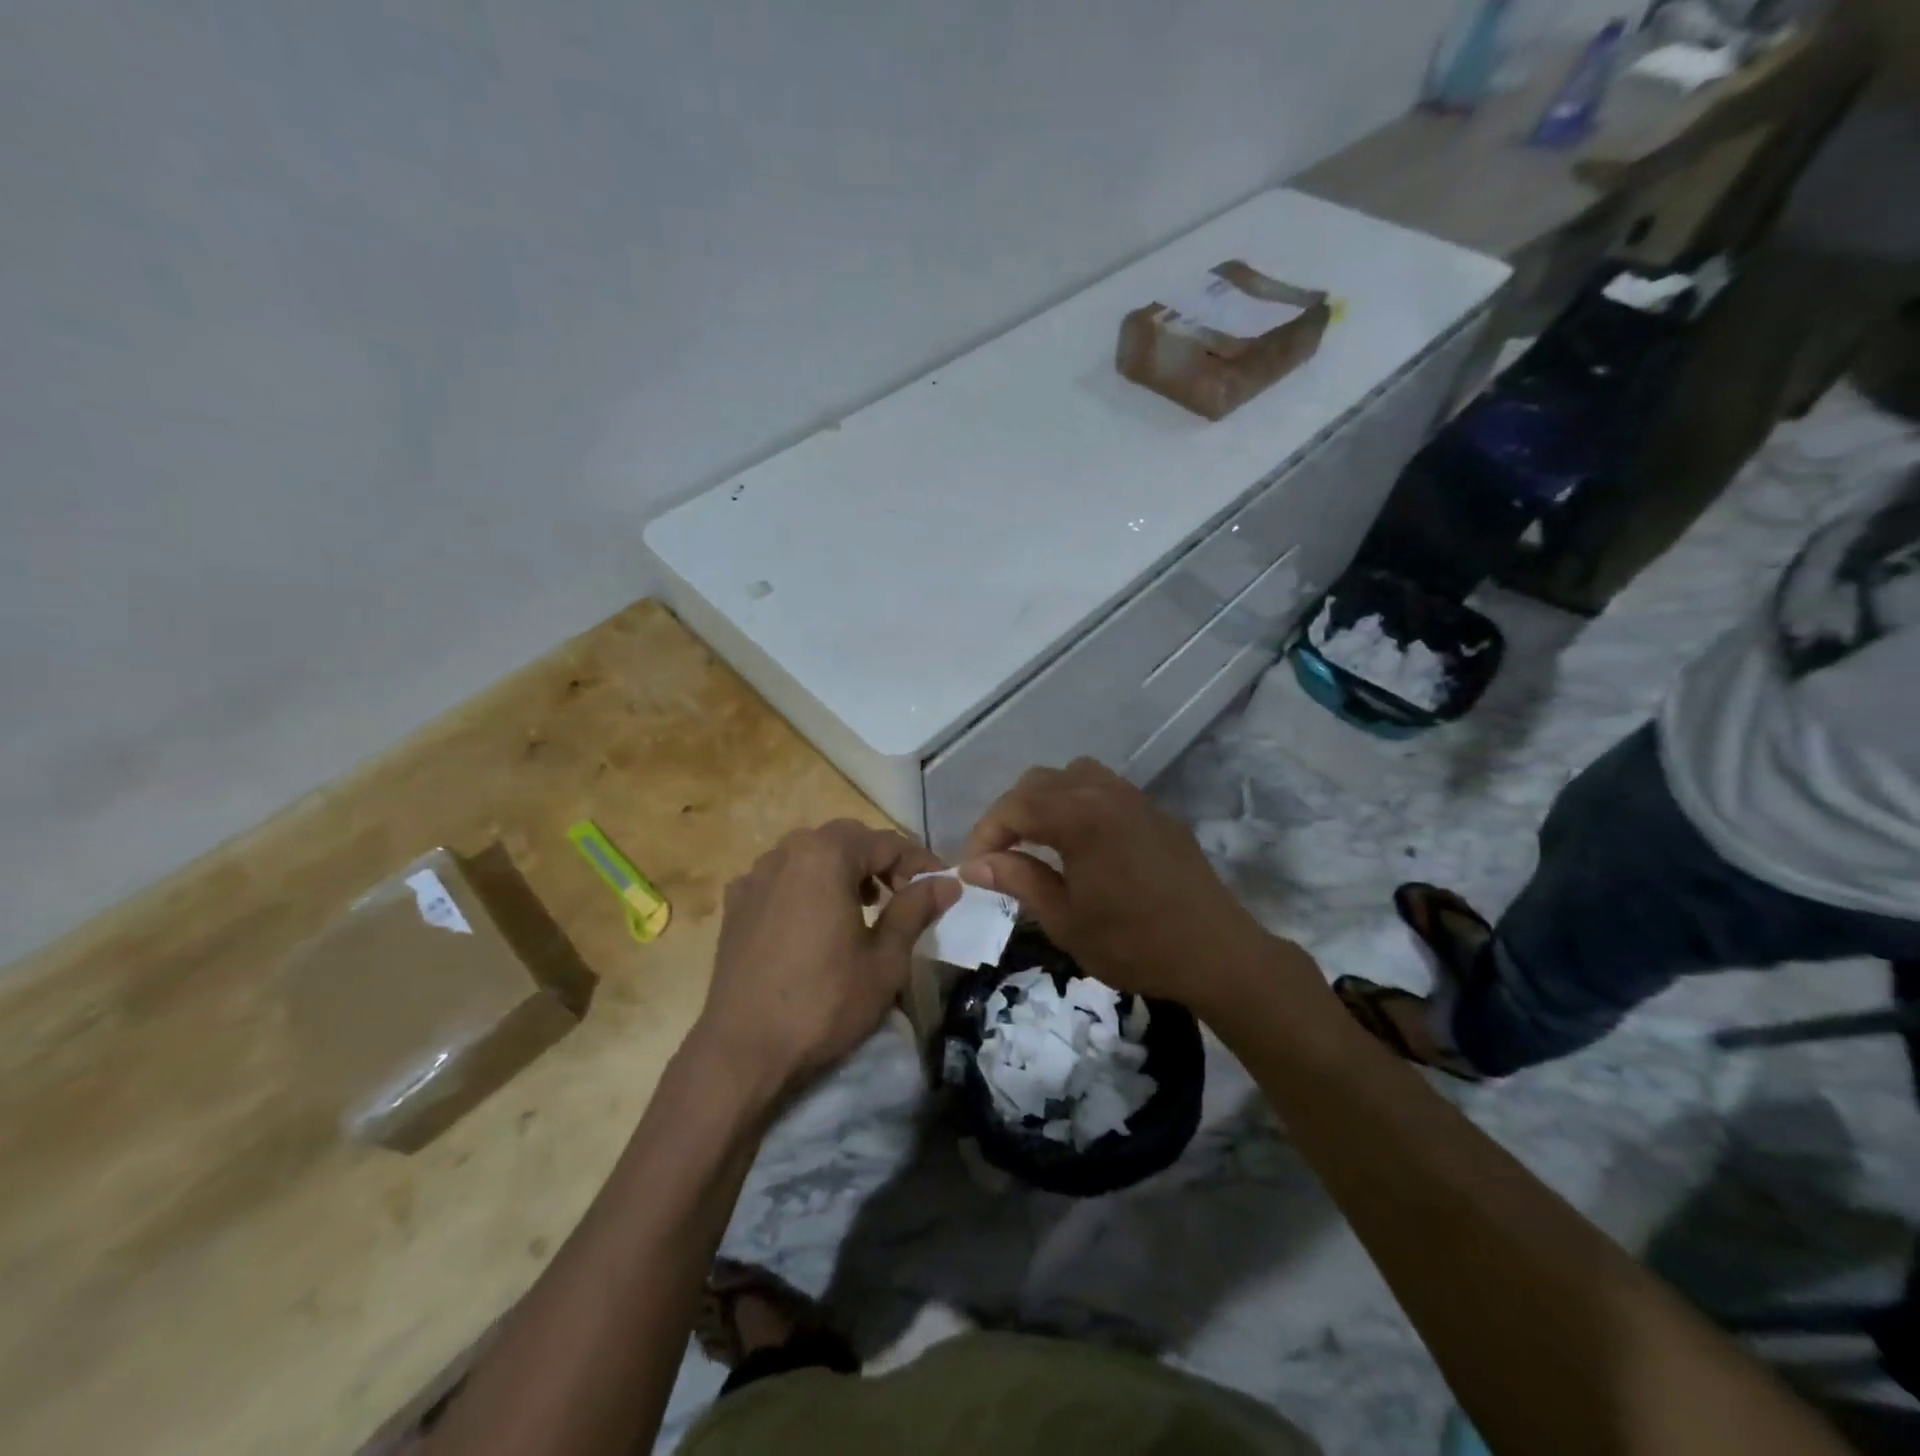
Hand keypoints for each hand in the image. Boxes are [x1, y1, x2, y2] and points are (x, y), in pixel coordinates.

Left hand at [695, 820, 959, 1100]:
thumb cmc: (824, 1002)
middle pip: (845, 840)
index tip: (941, 885)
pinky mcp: (735, 904)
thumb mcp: (884, 960)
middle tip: (903, 893)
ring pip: (810, 855)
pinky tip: (814, 921)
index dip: (918, 861)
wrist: (743, 1050)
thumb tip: (947, 882)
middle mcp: (786, 852)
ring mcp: (755, 876)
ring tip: (863, 906)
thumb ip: (915, 910)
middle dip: (879, 860)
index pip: (885, 843)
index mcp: (825, 856)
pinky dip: (807, 886)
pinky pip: (781, 878)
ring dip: (842, 869)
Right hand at [959, 759, 1273, 1008]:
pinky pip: (1104, 789)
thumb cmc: (1134, 943)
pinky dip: (1078, 802)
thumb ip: (1018, 880)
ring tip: (1038, 840)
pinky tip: (1081, 842)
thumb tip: (975, 864)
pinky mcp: (1155, 812)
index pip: (1014, 807)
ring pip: (1073, 776)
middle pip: (1039, 781)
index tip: (972, 867)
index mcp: (1079, 817)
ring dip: (1046, 800)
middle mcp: (1104, 793)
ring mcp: (1134, 798)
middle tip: (1000, 854)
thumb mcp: (1065, 920)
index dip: (985, 833)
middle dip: (1011, 813)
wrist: (1217, 953)